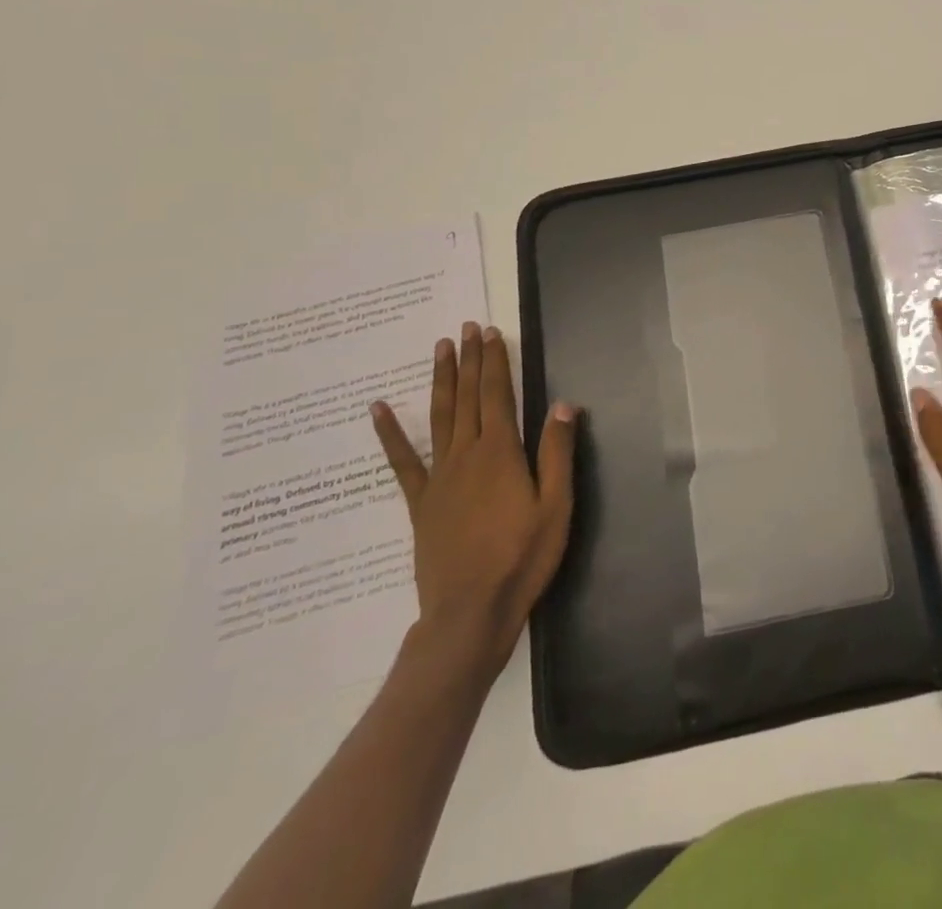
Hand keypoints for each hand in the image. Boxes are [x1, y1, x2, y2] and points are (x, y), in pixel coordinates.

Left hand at [370, 321, 578, 678]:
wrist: (470, 612)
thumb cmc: (523, 557)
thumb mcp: (556, 505)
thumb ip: (557, 452)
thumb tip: (563, 404)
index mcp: (501, 453)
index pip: (496, 394)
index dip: (494, 361)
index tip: (490, 333)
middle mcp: (467, 455)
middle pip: (467, 397)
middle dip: (469, 360)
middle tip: (466, 328)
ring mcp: (439, 478)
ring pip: (439, 417)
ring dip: (441, 380)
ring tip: (440, 349)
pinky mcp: (420, 502)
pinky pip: (402, 461)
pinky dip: (390, 433)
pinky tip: (379, 409)